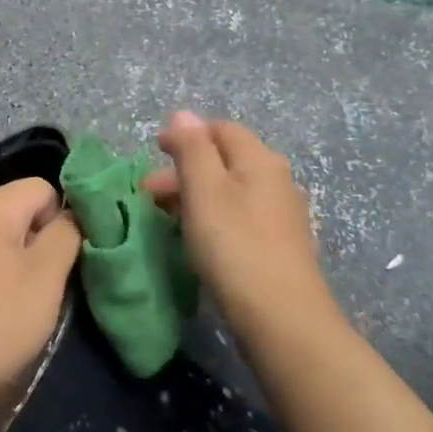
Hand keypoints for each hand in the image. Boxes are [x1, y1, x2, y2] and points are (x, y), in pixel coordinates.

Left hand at [0, 177, 82, 411]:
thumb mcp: (47, 274)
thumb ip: (66, 235)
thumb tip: (69, 216)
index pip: (45, 188)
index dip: (64, 218)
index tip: (71, 258)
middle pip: (22, 214)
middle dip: (44, 245)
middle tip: (54, 285)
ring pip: (3, 244)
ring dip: (23, 270)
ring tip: (29, 306)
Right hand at [142, 112, 339, 342]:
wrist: (282, 317)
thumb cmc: (235, 246)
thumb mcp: (204, 190)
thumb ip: (192, 149)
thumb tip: (183, 114)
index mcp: (260, 159)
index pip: (221, 130)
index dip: (185, 136)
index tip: (153, 153)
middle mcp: (277, 179)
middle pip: (226, 160)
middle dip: (185, 169)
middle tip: (149, 194)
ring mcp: (282, 214)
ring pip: (232, 190)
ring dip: (196, 195)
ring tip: (166, 218)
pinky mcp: (280, 245)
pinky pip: (240, 216)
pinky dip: (214, 217)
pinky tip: (198, 239)